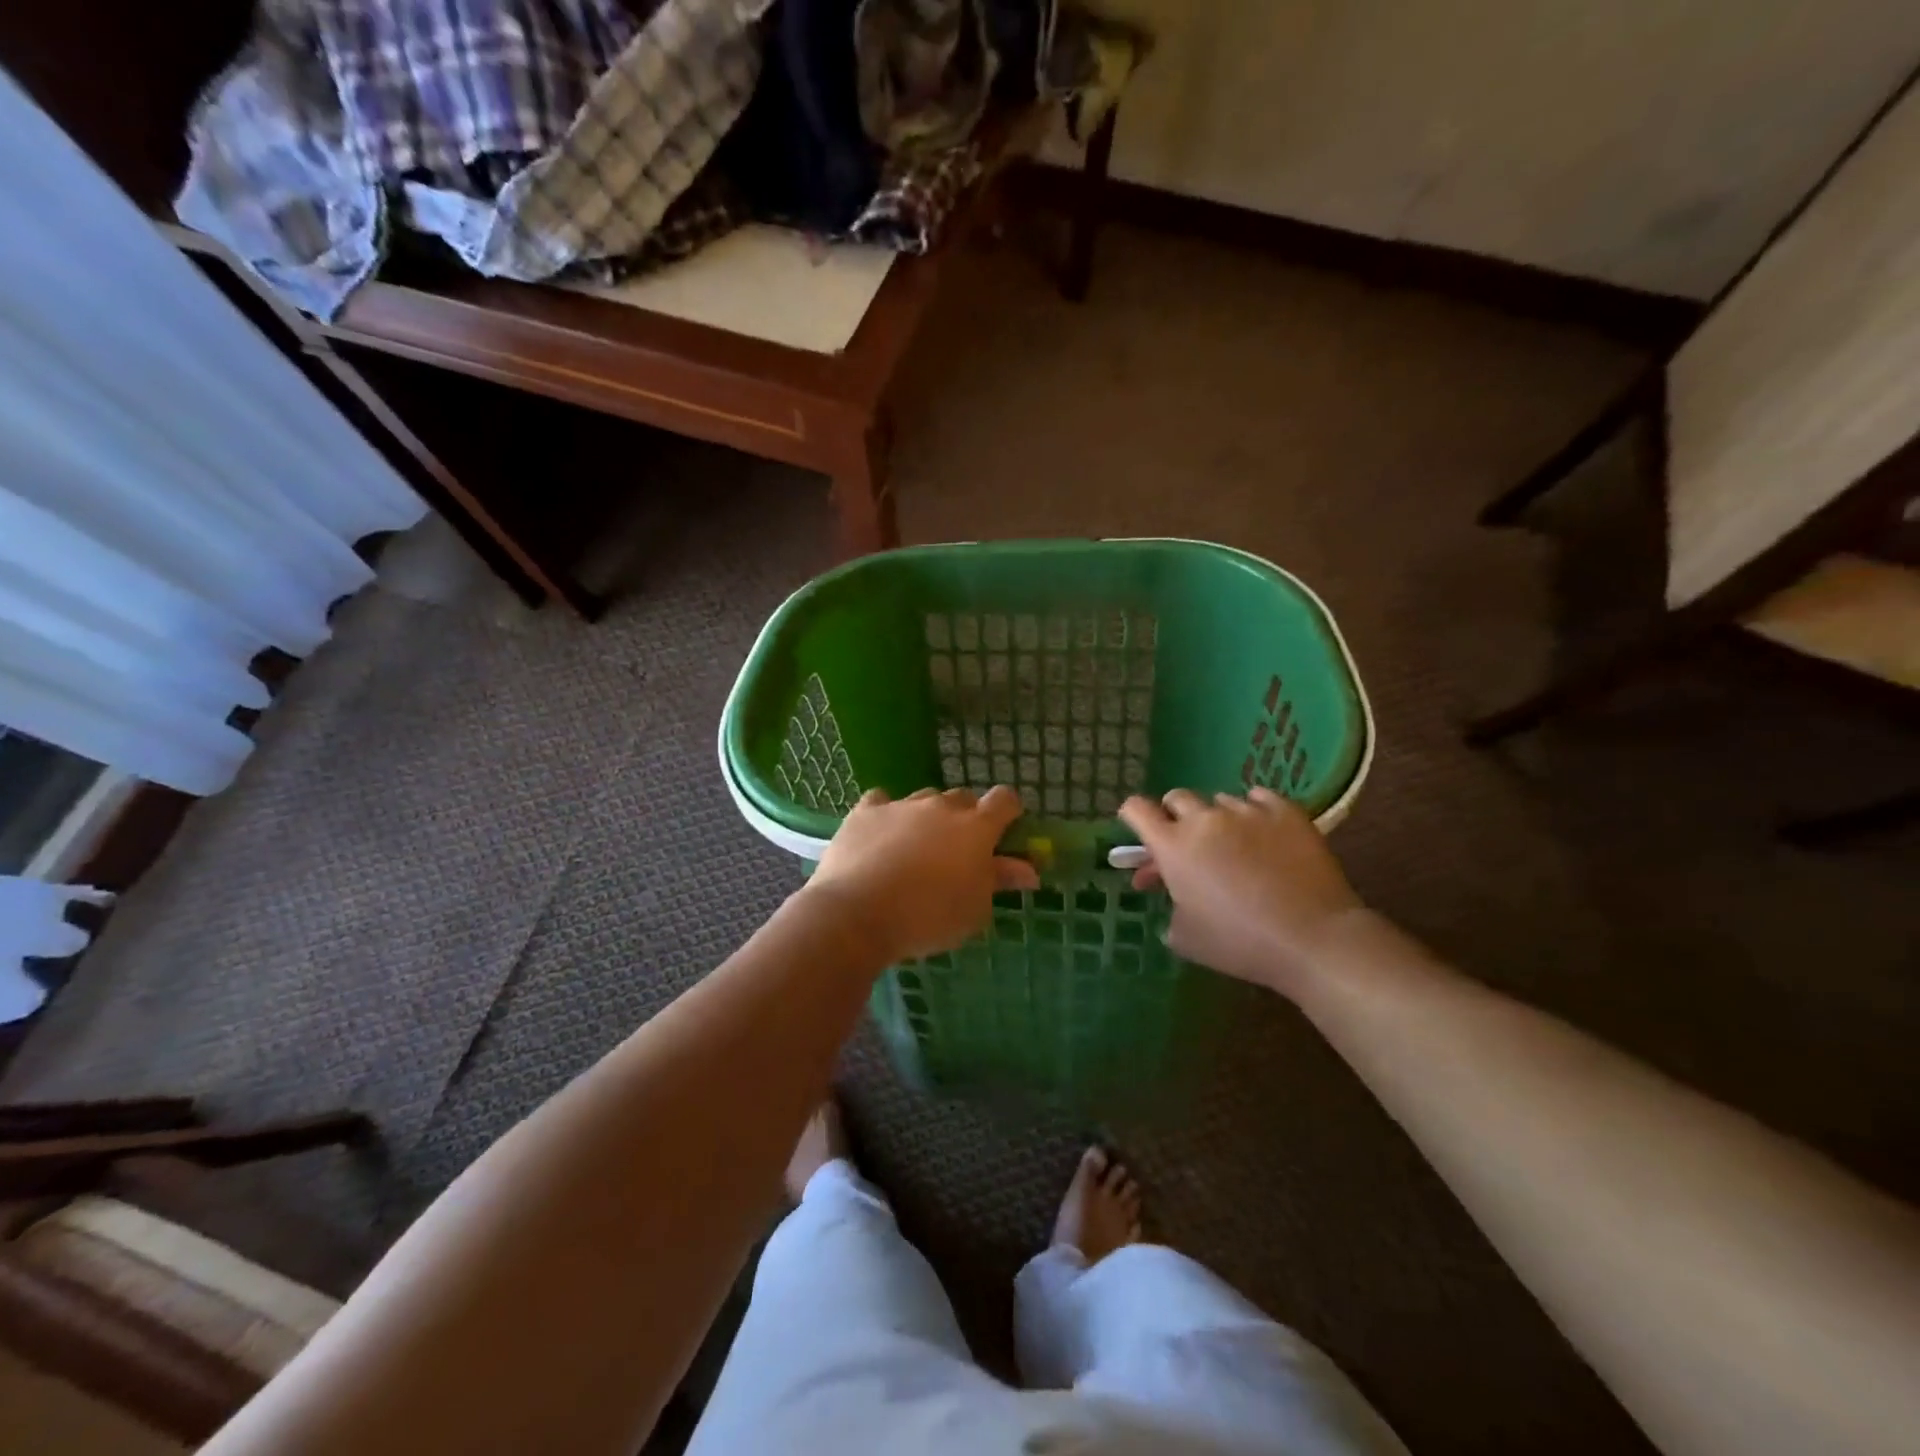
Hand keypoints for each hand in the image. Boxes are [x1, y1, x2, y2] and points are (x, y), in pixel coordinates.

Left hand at [806, 786, 1039, 963]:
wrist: (858, 914)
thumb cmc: (929, 917)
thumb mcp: (975, 909)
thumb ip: (1000, 881)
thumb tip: (1030, 870)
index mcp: (977, 827)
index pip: (1005, 800)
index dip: (1009, 811)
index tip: (1006, 831)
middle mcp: (941, 806)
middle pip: (963, 799)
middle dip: (967, 819)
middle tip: (959, 852)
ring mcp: (901, 805)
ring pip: (924, 799)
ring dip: (928, 817)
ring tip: (917, 849)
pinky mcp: (865, 811)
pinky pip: (882, 801)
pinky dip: (886, 814)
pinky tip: (880, 835)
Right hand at [1117, 787, 1363, 996]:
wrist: (1312, 939)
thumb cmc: (1239, 943)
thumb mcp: (1185, 937)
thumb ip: (1170, 907)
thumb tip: (1176, 896)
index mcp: (1173, 846)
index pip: (1136, 809)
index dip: (1132, 817)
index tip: (1140, 833)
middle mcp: (1205, 819)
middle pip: (1176, 798)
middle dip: (1174, 817)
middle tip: (1186, 846)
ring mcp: (1247, 811)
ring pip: (1220, 801)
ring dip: (1217, 819)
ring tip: (1234, 846)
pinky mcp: (1286, 812)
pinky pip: (1260, 798)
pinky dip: (1255, 811)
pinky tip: (1263, 833)